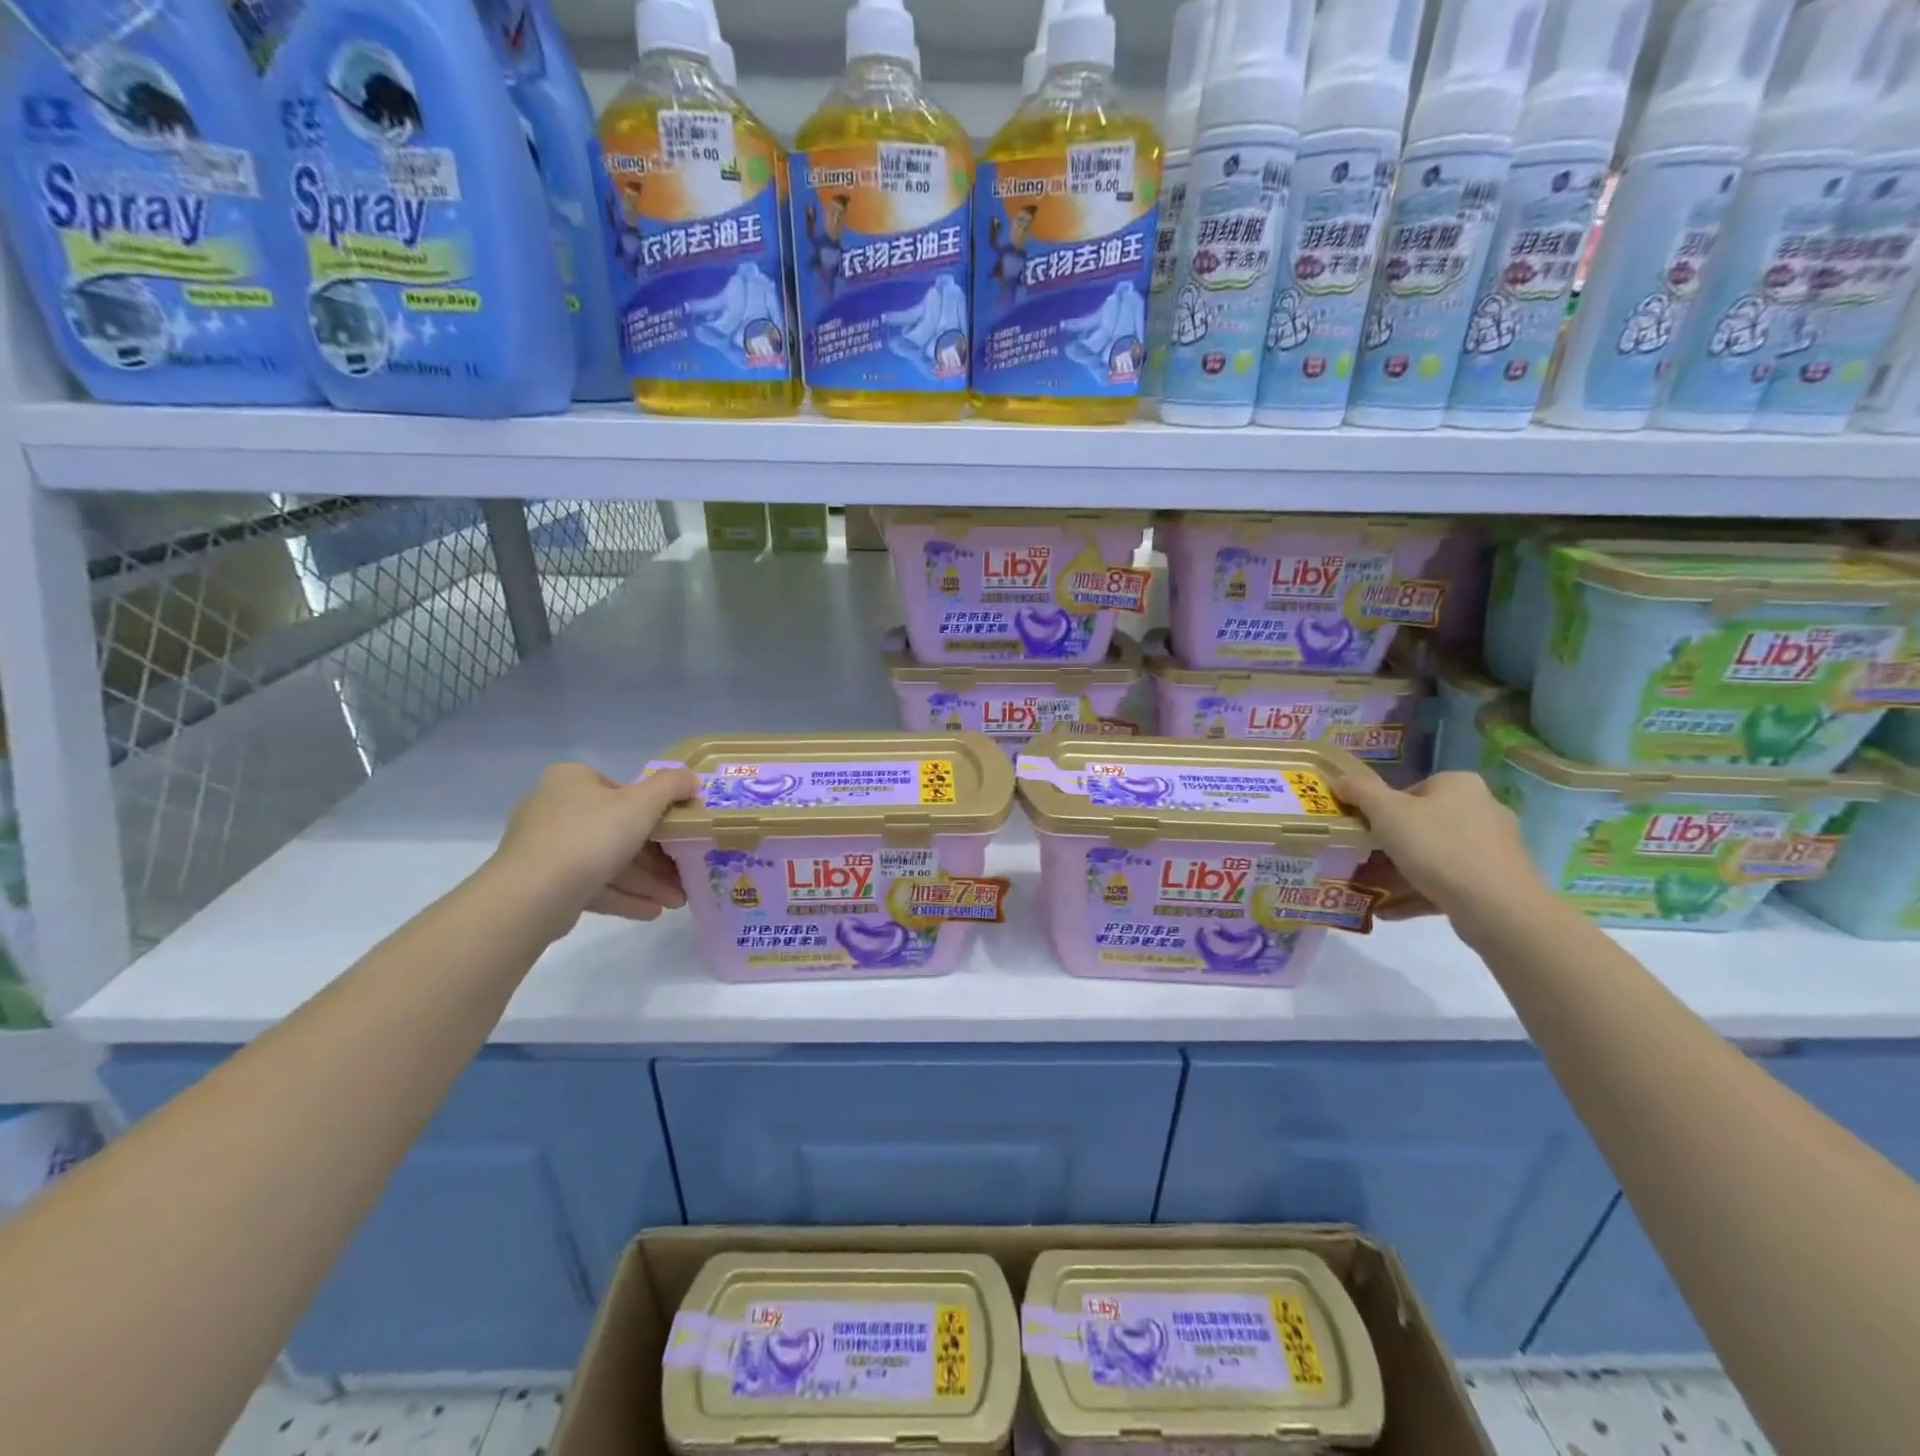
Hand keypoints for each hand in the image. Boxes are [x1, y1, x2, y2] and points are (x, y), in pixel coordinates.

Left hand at [488, 763, 698, 935]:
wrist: (532, 895)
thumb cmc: (591, 835)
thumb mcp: (643, 803)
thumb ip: (671, 786)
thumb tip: (692, 779)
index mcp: (573, 780)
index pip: (622, 790)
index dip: (656, 811)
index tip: (679, 833)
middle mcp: (555, 808)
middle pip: (618, 830)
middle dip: (656, 858)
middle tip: (684, 875)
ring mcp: (547, 848)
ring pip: (608, 861)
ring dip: (646, 881)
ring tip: (676, 901)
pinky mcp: (545, 883)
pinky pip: (592, 884)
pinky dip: (624, 896)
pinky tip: (653, 911)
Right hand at [1333, 765, 1548, 925]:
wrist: (1497, 907)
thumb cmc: (1437, 847)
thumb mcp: (1386, 812)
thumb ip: (1360, 792)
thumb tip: (1339, 780)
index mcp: (1459, 785)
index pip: (1410, 791)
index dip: (1380, 811)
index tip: (1364, 832)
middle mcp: (1482, 809)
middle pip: (1421, 824)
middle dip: (1388, 846)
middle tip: (1361, 862)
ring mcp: (1492, 848)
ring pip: (1433, 856)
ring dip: (1399, 872)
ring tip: (1370, 890)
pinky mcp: (1496, 881)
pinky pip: (1447, 881)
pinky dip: (1418, 892)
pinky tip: (1389, 909)